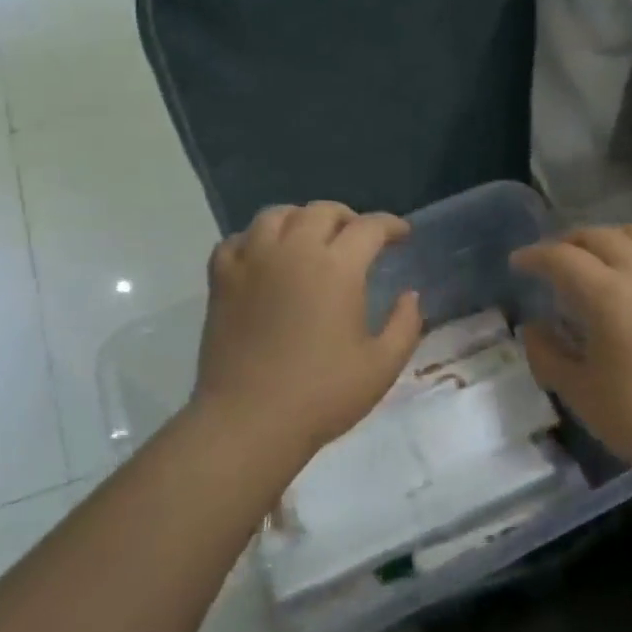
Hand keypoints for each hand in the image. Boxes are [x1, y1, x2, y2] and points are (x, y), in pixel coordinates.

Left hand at [191, 202, 423, 458]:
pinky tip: (265, 257)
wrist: (250, 421)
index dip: (391, 226)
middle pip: (322, 211)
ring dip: (301, 219)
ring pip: (276, 215)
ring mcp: (252, 261)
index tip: (402, 236)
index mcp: (337, 267)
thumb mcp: (382, 365)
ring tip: (311, 239)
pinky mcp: (222, 280)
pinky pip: (237, 240)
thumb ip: (405, 324)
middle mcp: (293, 251)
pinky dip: (256, 239)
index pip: (369, 227)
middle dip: (348, 218)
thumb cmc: (323, 394)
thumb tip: (410, 296)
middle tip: (359, 238)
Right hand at [511, 225, 631, 484]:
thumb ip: (546, 353)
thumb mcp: (579, 391)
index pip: (562, 258)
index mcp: (608, 295)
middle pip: (599, 236)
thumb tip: (533, 328)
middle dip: (568, 242)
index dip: (534, 256)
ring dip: (607, 239)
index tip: (518, 263)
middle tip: (551, 261)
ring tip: (594, 259)